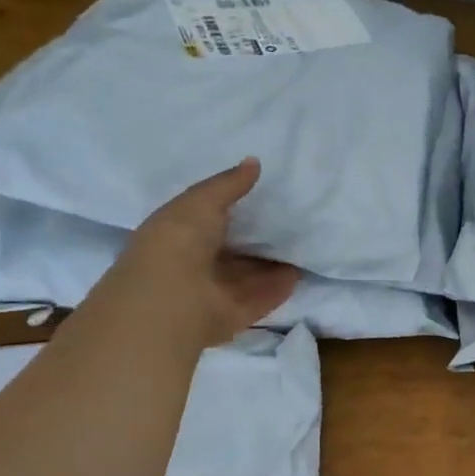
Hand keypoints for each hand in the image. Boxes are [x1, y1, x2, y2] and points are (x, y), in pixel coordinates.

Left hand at [112, 159, 300, 341]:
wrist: (172, 299)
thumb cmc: (178, 242)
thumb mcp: (201, 202)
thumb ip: (229, 185)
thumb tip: (254, 161)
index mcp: (179, 236)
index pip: (208, 222)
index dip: (232, 210)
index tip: (262, 198)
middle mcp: (196, 266)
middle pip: (232, 252)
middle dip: (256, 240)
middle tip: (290, 223)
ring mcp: (216, 293)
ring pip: (248, 276)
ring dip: (271, 264)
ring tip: (301, 246)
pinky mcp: (236, 314)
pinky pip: (262, 297)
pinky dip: (280, 287)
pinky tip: (299, 273)